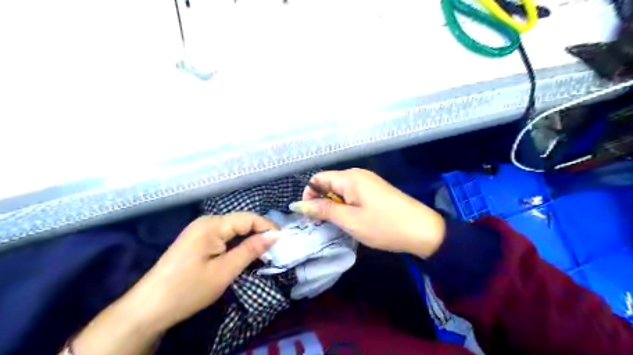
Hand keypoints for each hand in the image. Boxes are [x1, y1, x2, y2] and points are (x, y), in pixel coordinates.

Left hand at [69, 213, 277, 354]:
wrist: (148, 308)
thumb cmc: (188, 289)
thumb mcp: (225, 271)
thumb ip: (251, 250)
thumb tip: (275, 235)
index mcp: (212, 225)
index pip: (248, 218)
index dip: (267, 227)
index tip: (283, 241)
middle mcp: (206, 222)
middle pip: (241, 221)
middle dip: (259, 233)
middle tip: (275, 250)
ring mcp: (199, 230)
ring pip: (233, 229)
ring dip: (248, 239)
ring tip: (263, 253)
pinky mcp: (196, 240)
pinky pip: (223, 236)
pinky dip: (236, 244)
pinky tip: (243, 254)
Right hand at [290, 169, 443, 257]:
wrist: (423, 230)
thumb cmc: (384, 226)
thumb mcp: (350, 220)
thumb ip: (323, 210)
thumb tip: (298, 204)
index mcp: (350, 178)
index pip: (318, 178)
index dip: (309, 195)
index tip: (309, 215)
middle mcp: (358, 174)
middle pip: (329, 182)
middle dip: (321, 200)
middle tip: (322, 222)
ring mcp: (369, 181)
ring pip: (340, 189)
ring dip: (333, 204)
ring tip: (337, 223)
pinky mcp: (375, 190)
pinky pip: (353, 193)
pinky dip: (346, 204)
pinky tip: (352, 218)